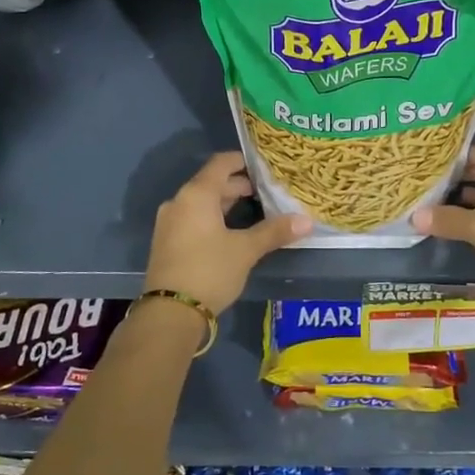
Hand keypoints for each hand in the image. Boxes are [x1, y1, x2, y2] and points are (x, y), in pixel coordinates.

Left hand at [142, 153, 310, 316]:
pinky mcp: (167, 242)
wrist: (170, 314)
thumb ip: (274, 232)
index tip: (264, 166)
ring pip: (202, 203)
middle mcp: (179, 202)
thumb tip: (307, 221)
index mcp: (196, 194)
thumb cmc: (210, 271)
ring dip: (226, 204)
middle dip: (238, 186)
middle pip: (211, 183)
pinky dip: (212, 218)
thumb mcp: (246, 250)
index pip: (221, 163)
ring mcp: (169, 222)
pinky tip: (231, 232)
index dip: (242, 161)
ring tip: (254, 211)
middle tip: (266, 193)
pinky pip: (193, 218)